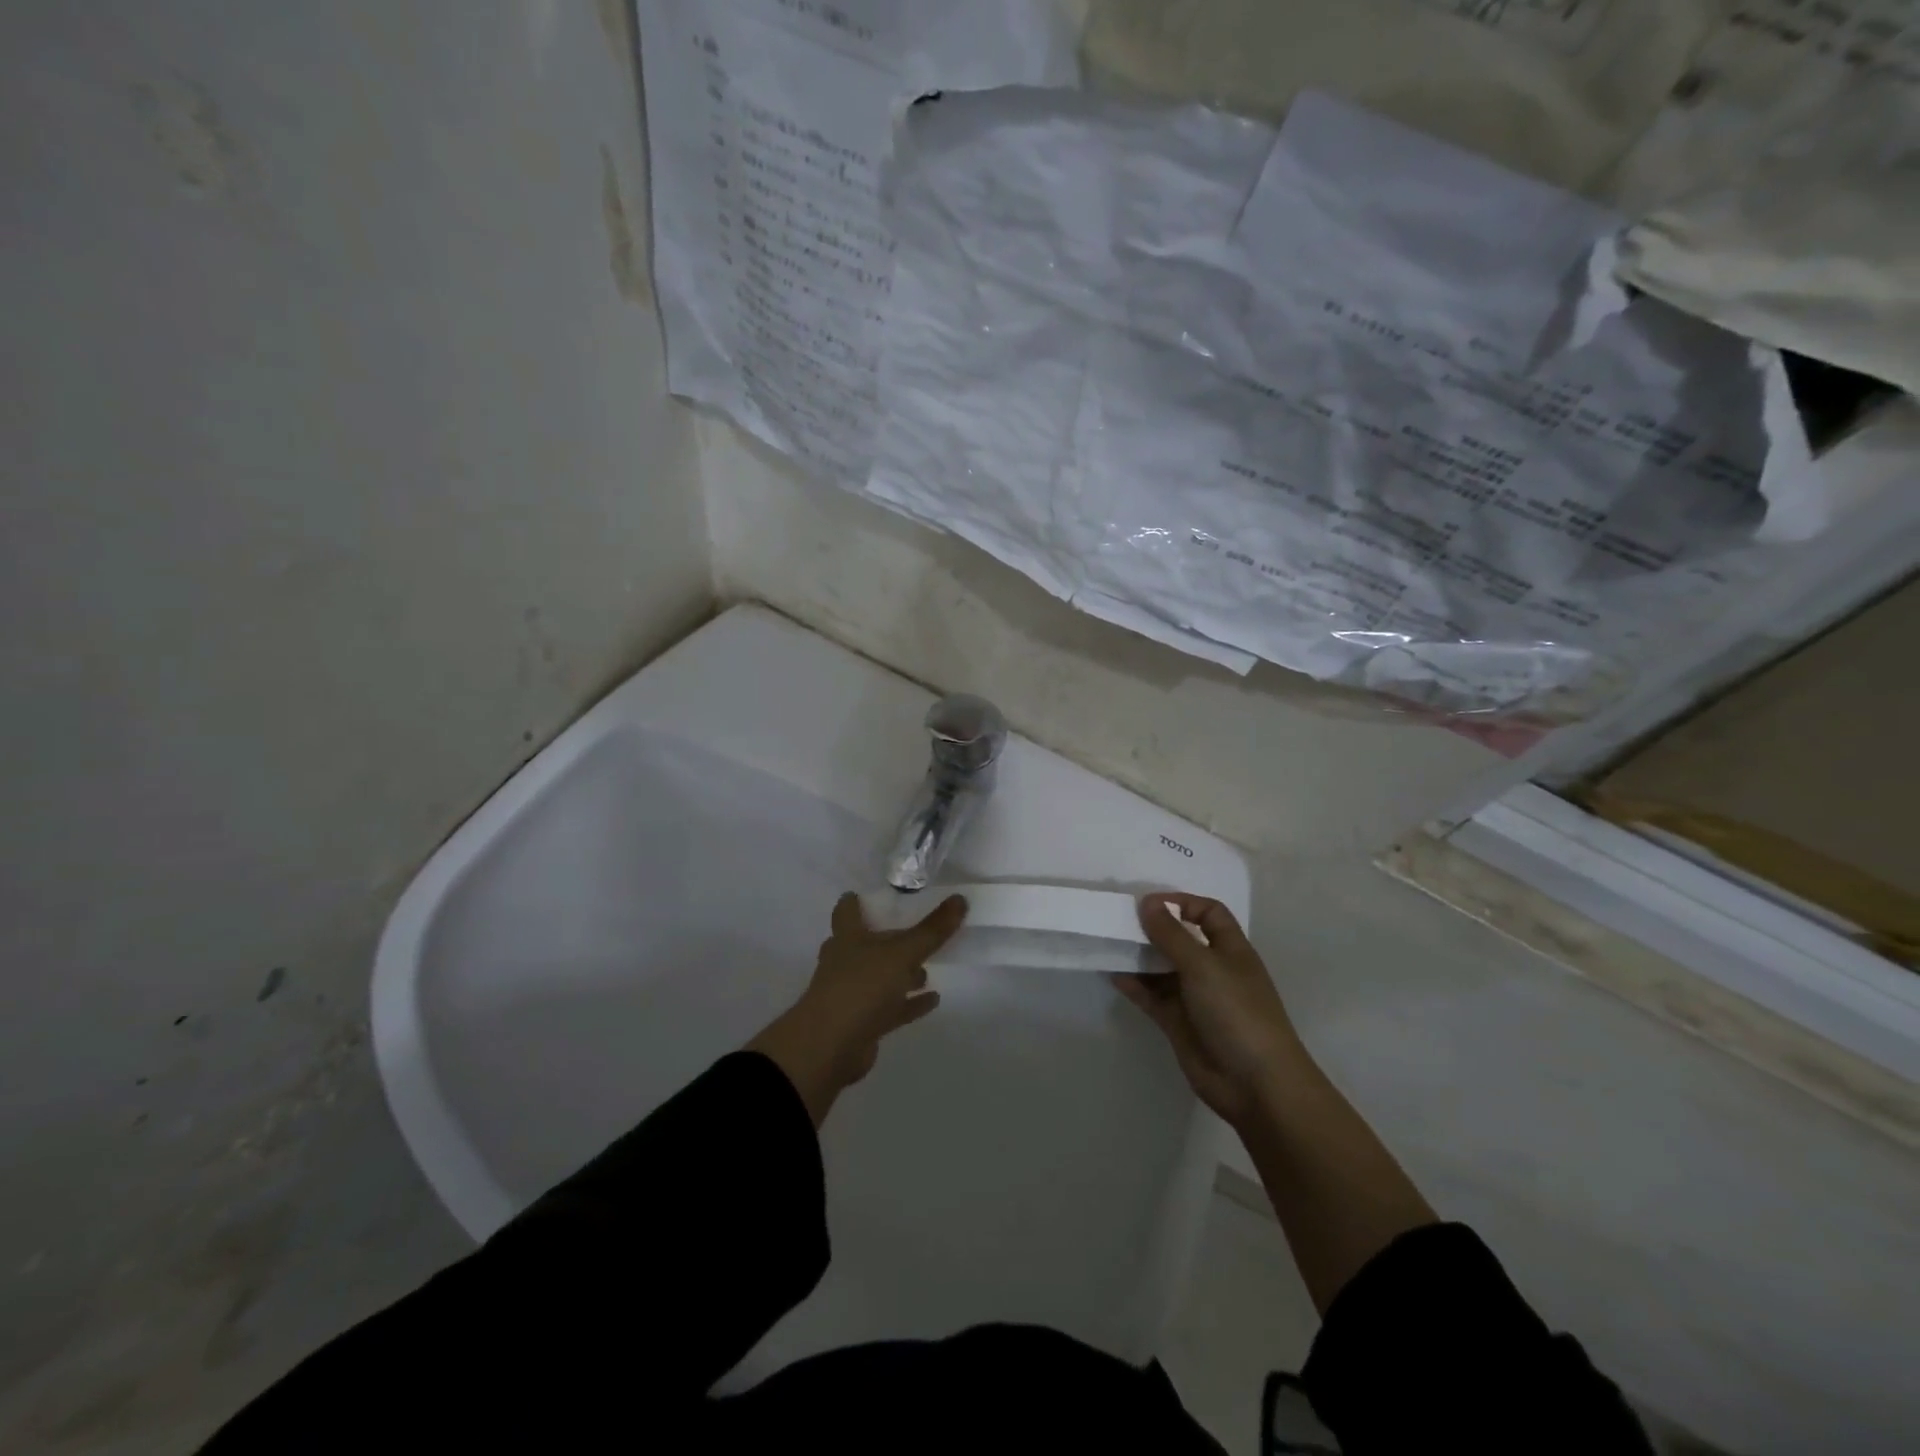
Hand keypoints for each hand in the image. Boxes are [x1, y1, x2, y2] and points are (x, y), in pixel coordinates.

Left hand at [747, 891, 965, 1126]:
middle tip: (915, 933)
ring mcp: (852, 994)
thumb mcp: (902, 953)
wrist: (829, 1048)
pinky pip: (891, 1008)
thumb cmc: (861, 987)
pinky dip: (910, 1003)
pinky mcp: (862, 1023)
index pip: (847, 910)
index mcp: (847, 938)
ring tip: (928, 969)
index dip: (857, 901)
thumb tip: (960, 899)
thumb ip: (932, 930)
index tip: (874, 896)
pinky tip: (933, 999)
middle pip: (866, 944)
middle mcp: (845, 962)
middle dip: (888, 940)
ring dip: (901, 973)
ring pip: (880, 977)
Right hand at [1114, 894, 1301, 1127]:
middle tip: (1118, 920)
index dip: (1182, 903)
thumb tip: (1148, 902)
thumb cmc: (1236, 1011)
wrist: (1255, 1084)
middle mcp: (1212, 969)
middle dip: (1153, 929)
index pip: (1208, 913)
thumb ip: (1171, 934)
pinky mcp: (1179, 1023)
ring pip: (1162, 968)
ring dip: (1139, 957)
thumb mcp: (1203, 965)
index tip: (1149, 903)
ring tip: (1109, 944)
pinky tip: (1114, 975)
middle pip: (1180, 939)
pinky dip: (1134, 985)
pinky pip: (1152, 996)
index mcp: (1230, 950)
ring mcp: (1195, 998)